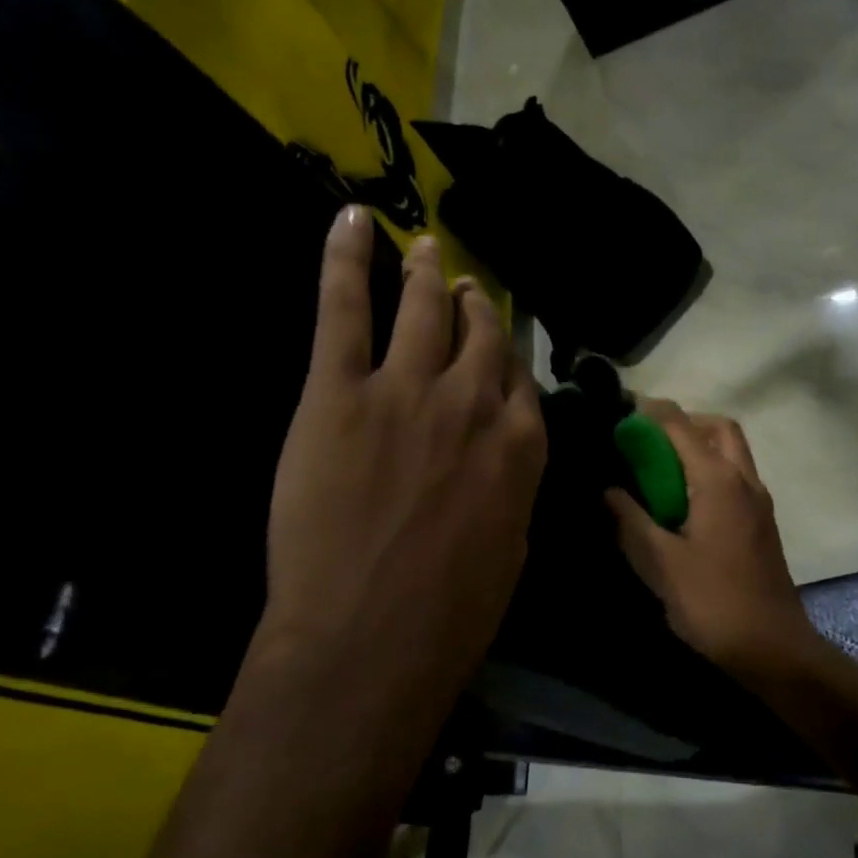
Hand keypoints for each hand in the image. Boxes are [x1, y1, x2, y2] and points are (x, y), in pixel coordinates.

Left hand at [257, 205, 546, 741]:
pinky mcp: (338, 392)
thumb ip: (511, 490)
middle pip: (478, 336)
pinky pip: (343, 310)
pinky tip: (351, 221)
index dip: (506, 356)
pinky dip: (345, 260)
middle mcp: (472, 404)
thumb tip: (505, 460)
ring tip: (425, 249)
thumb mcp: (510, 550)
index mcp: (520, 447)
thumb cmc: (452, 613)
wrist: (371, 636)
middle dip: (473, 306)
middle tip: (463, 285)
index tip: (496, 341)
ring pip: (421, 310)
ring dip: (425, 274)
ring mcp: (405, 390)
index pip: (518, 380)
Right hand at [605, 399, 822, 681]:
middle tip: (649, 443)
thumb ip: (631, 521)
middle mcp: (744, 481)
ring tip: (661, 472)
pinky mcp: (762, 522)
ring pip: (732, 452)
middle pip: (719, 428)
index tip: (621, 413)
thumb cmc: (712, 603)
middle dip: (683, 424)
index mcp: (718, 482)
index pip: (681, 427)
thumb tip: (610, 492)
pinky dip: (710, 471)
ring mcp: (759, 502)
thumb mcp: (660, 564)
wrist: (772, 646)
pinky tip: (684, 503)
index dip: (650, 414)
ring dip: (699, 447)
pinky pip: (736, 477)